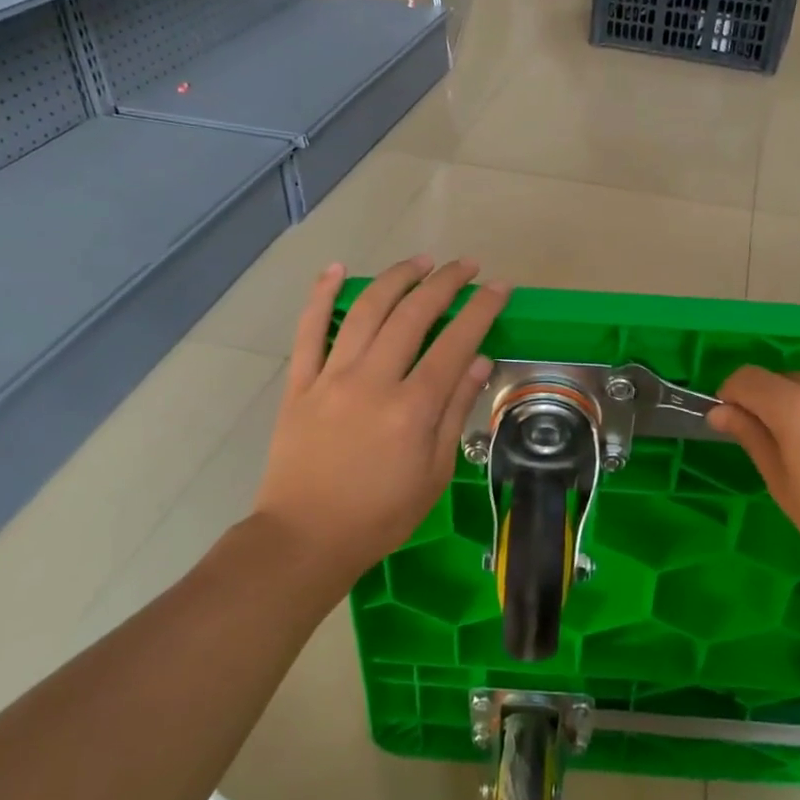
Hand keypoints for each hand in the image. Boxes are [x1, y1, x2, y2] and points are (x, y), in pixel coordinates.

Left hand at [254, 256, 508, 578]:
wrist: (305, 537)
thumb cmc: (380, 514)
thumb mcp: (434, 473)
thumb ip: (455, 412)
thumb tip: (479, 360)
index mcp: (412, 408)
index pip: (455, 343)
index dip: (480, 309)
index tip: (498, 287)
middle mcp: (373, 381)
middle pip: (412, 315)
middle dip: (444, 283)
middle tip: (465, 265)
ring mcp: (332, 377)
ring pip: (366, 311)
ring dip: (396, 278)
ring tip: (420, 261)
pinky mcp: (300, 383)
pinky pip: (309, 330)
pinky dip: (321, 295)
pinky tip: (337, 269)